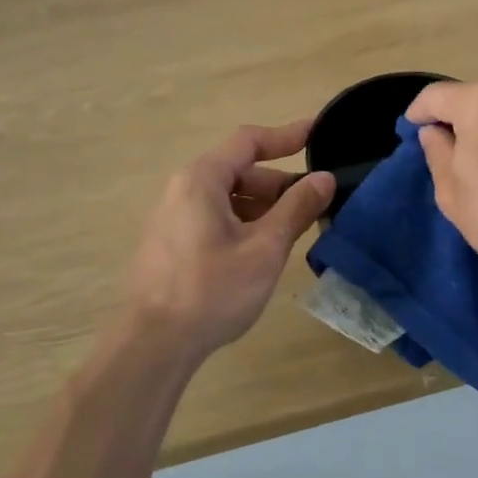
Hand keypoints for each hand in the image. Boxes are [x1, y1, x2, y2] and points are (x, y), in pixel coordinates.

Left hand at [120, 119, 334, 364]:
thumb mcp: (264, 248)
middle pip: (239, 171)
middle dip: (279, 184)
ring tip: (296, 229)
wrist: (154, 344)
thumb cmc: (212, 290)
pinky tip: (264, 250)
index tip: (317, 133)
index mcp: (202, 180)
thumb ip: (296, 208)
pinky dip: (244, 223)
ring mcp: (174, 217)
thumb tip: (324, 178)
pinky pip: (215, 218)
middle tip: (316, 202)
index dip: (286, 135)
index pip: (249, 142)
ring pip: (228, 198)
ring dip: (264, 207)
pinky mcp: (172, 243)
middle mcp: (183, 189)